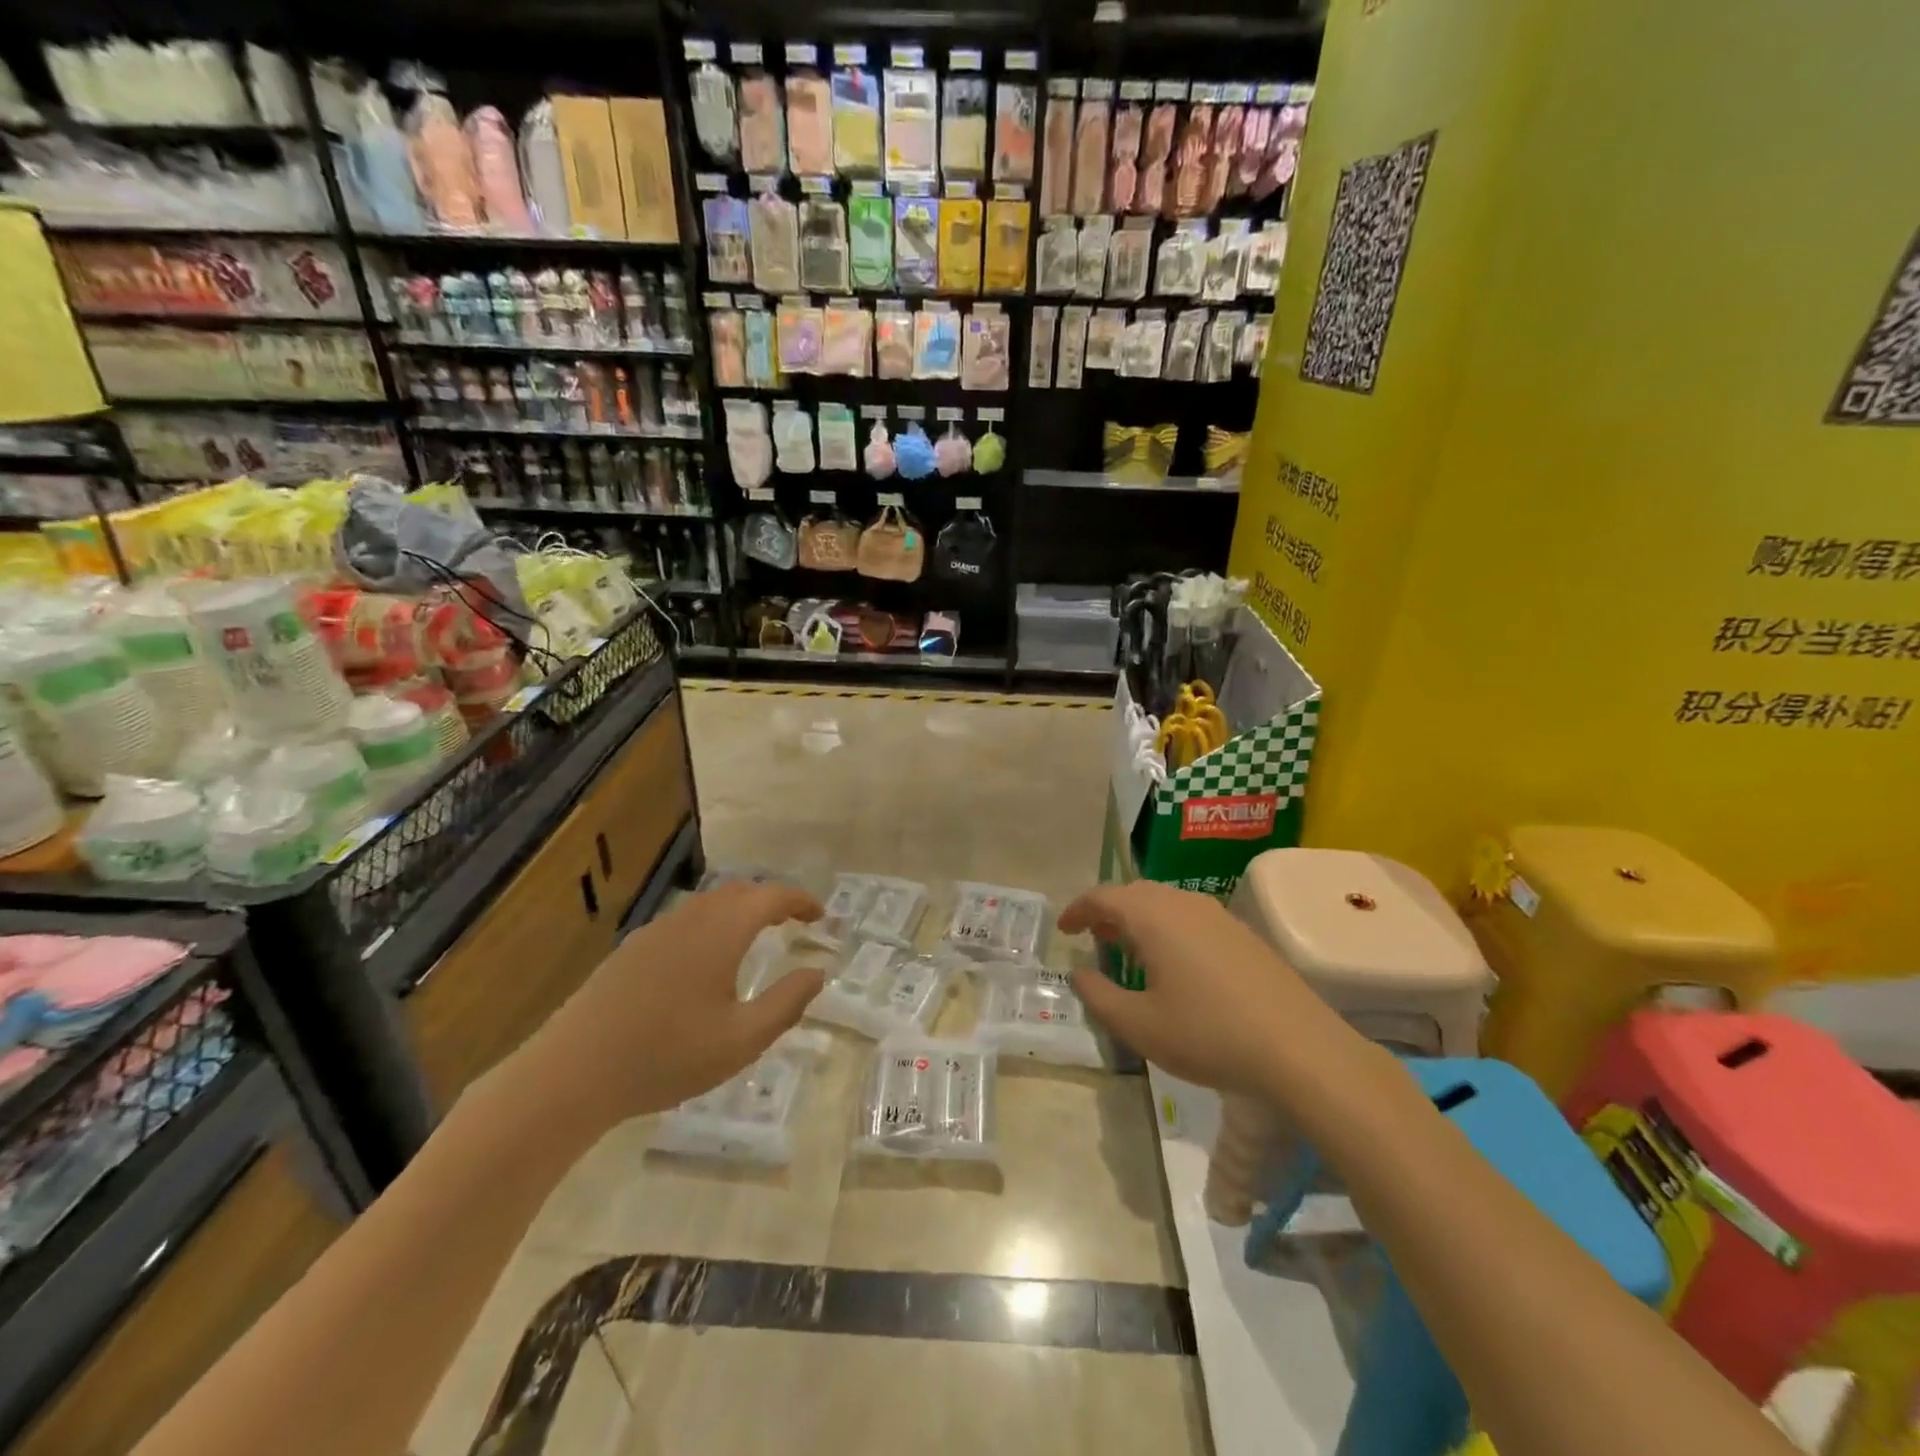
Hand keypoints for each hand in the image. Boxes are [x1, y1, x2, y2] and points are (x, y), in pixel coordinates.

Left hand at [539, 881, 825, 1125]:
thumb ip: (786, 1002)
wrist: (572, 1073)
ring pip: (708, 904)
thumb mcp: (742, 1040)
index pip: (771, 897)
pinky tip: (706, 961)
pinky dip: (711, 925)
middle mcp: (690, 919)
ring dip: (739, 911)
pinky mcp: (631, 950)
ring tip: (755, 937)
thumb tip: (817, 972)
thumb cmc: (666, 1056)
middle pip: (739, 892)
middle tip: (793, 922)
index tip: (820, 914)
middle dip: (771, 901)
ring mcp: (656, 931)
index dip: (800, 900)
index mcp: (721, 932)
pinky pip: (684, 921)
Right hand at [1063, 880, 1331, 1095]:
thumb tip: (1079, 973)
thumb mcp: (1139, 1025)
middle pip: (1135, 894)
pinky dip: (1168, 930)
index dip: (1078, 910)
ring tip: (1129, 952)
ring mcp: (1219, 916)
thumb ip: (1099, 996)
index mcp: (1153, 916)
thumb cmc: (1208, 1034)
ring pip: (1165, 904)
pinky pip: (1191, 918)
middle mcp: (1184, 904)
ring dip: (1140, 920)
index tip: (1064, 930)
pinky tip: (1175, 965)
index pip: (1103, 897)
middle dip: (1109, 912)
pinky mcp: (1243, 935)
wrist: (1300, 1049)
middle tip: (1094, 939)